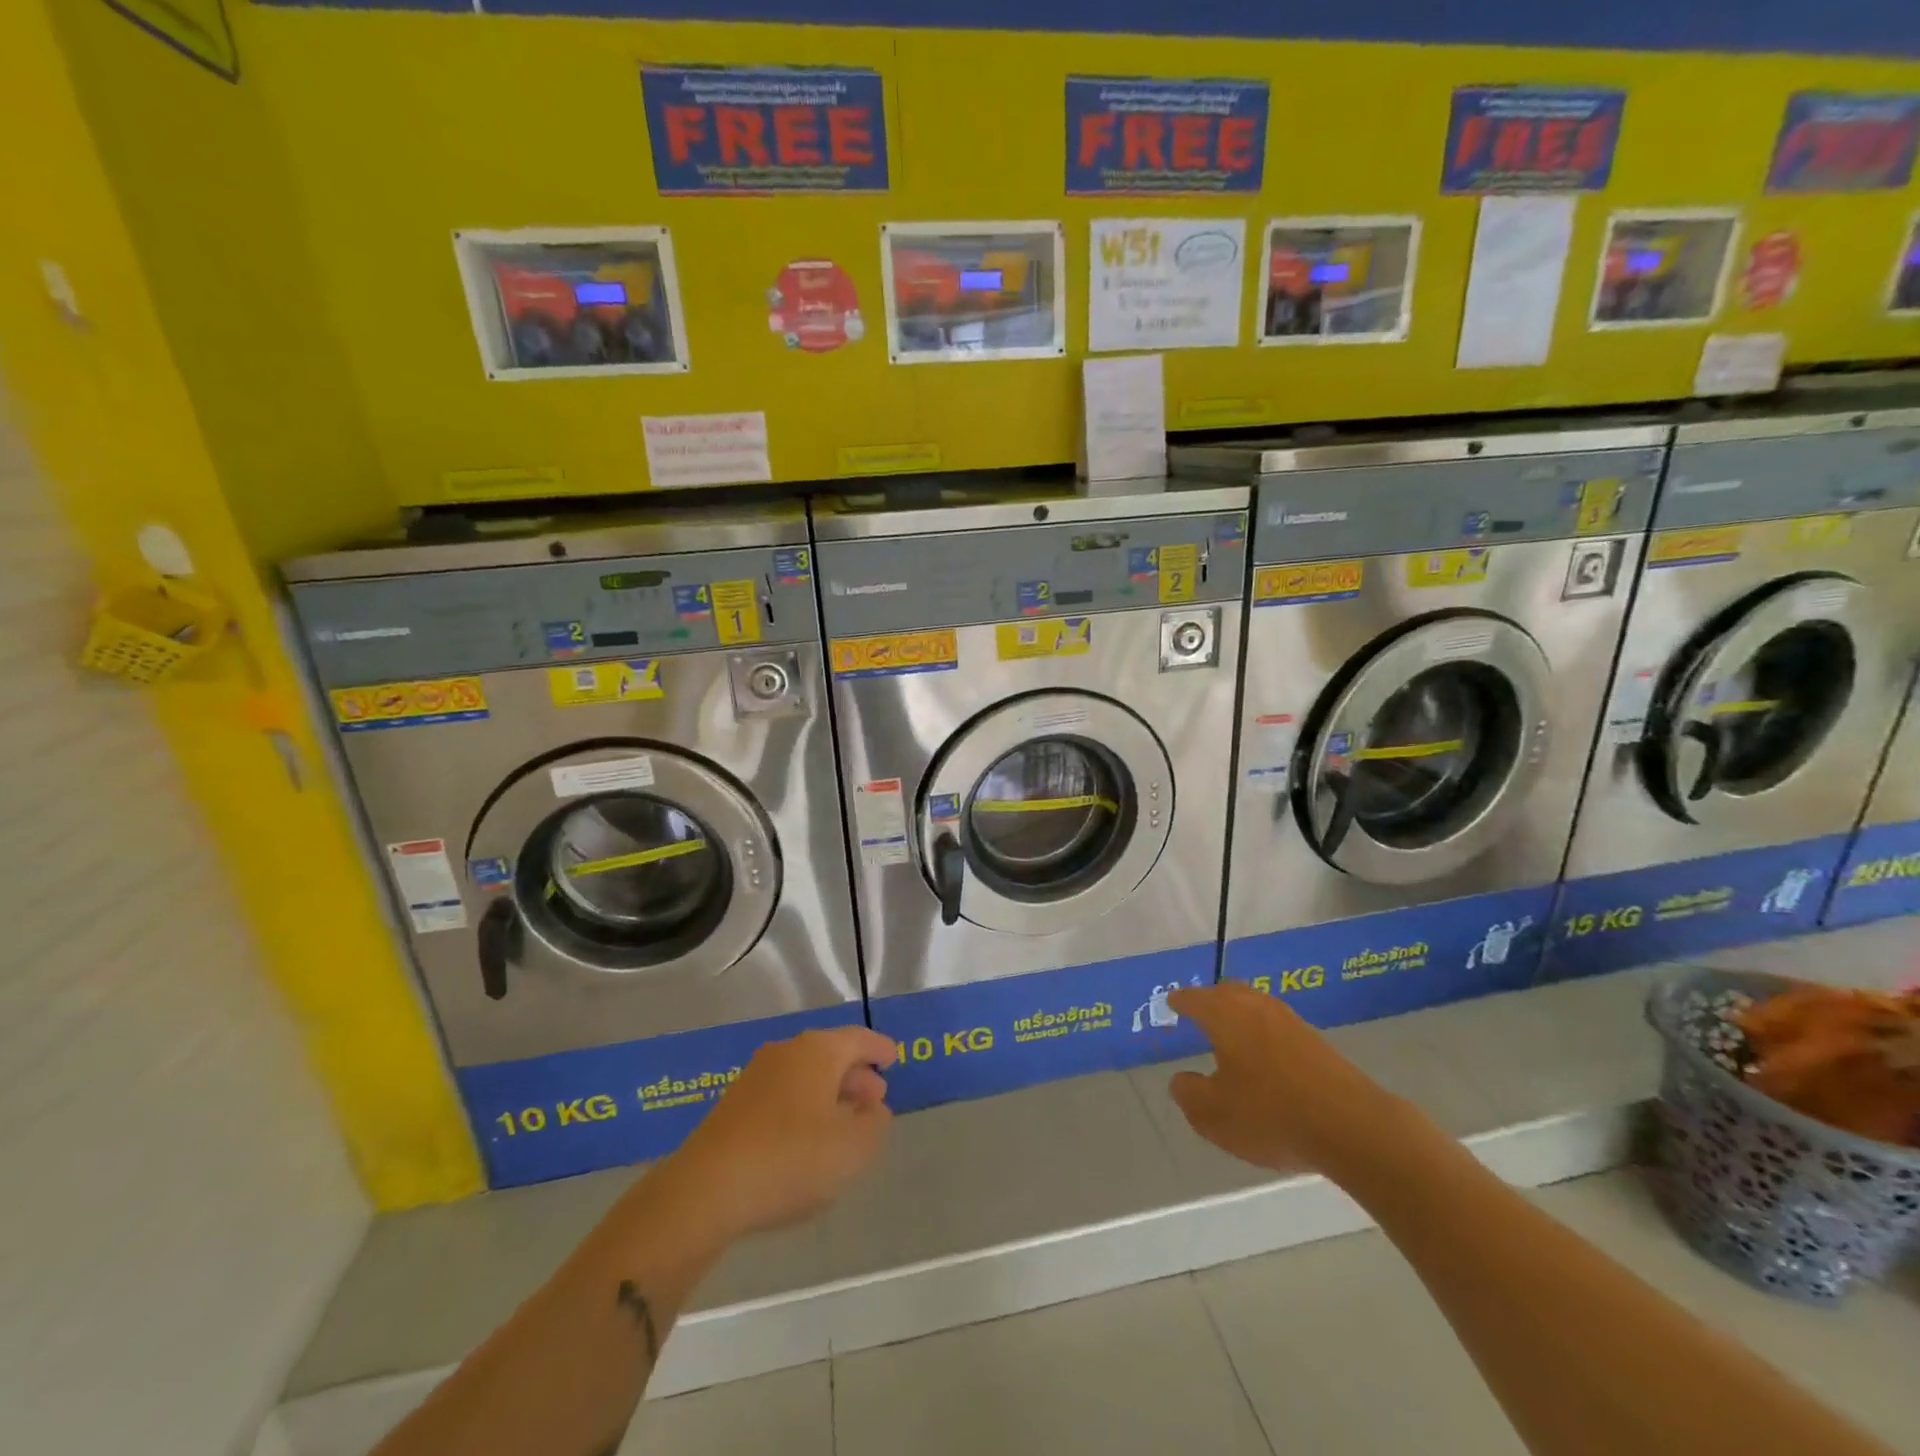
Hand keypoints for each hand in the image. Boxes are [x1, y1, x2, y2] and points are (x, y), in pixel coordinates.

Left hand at [653, 1026, 897, 1243]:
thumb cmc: (791, 1159)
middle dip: (855, 1075)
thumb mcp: (853, 1148)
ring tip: (843, 1124)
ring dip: (828, 1095)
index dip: (879, 1049)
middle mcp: (786, 1052)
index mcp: (818, 1051)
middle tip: (874, 1100)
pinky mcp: (733, 1107)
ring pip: (804, 1076)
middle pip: (830, 1055)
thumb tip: (873, 1108)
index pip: (858, 1039)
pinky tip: (806, 1141)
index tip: (893, 1059)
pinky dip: (802, 1109)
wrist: (706, 1190)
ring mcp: (755, 1077)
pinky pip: (782, 1096)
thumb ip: (874, 1124)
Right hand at [1167, 982, 1412, 1175]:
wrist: (1352, 1127)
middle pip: (1227, 992)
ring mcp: (1290, 1021)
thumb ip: (1189, 1094)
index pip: (1194, 998)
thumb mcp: (1214, 1115)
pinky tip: (1265, 1059)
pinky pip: (1277, 1027)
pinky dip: (1263, 1035)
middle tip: (1199, 1014)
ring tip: (1231, 1038)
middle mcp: (1256, 1007)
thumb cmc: (1271, 1115)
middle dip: (1210, 1000)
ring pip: (1255, 1006)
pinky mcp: (1316, 1041)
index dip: (1180, 1002)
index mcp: (1224, 1015)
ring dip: (1240, 1016)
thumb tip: (1181, 1079)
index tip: (1171, 1004)